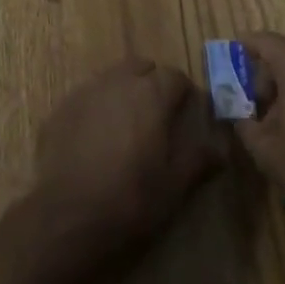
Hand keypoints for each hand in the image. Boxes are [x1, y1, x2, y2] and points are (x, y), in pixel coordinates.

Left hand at [31, 58, 226, 267]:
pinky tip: (96, 138)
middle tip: (157, 118)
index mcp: (151, 94)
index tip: (186, 115)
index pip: (175, 76)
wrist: (67, 215)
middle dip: (153, 84)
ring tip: (127, 128)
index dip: (184, 94)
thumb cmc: (130, 199)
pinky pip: (88, 95)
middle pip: (142, 67)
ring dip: (125, 92)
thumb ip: (199, 159)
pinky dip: (98, 107)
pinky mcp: (63, 106)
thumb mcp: (174, 186)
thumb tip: (221, 146)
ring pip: (113, 78)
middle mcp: (119, 81)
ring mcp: (87, 90)